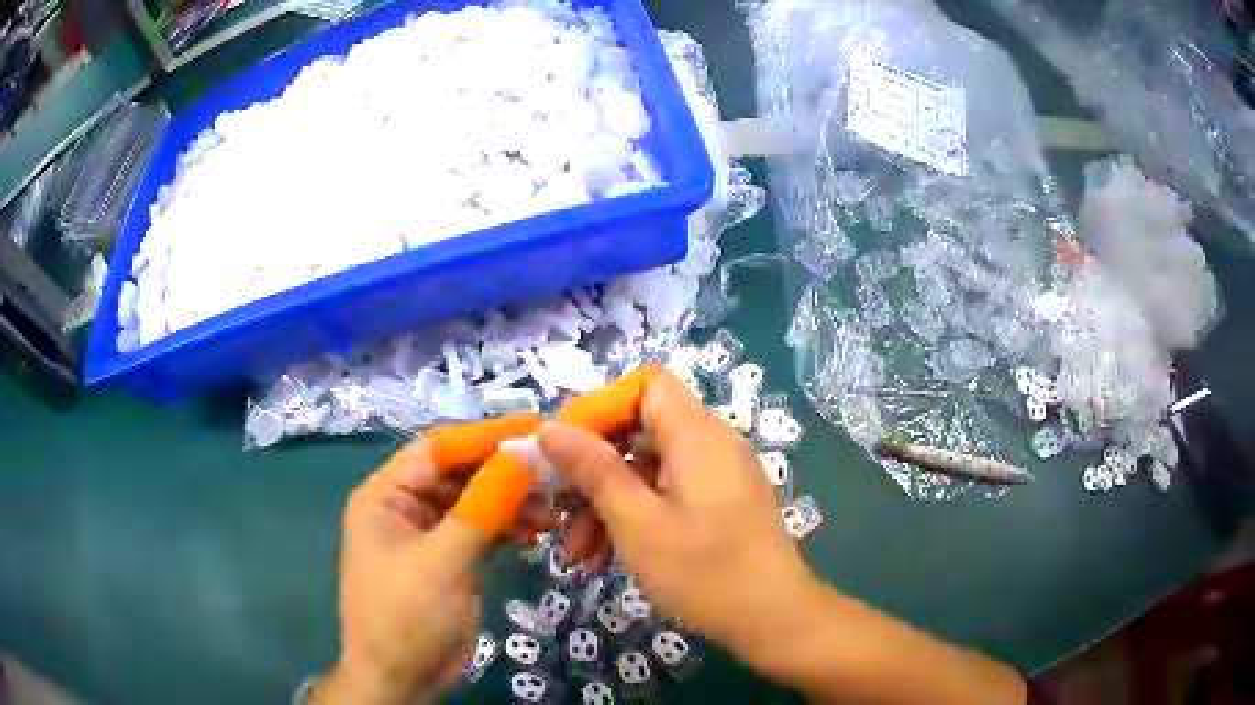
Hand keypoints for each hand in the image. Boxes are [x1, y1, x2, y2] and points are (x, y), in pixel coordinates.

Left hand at [311, 438, 557, 704]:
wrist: (400, 679)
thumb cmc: (407, 616)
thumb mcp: (443, 561)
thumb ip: (482, 506)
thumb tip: (523, 455)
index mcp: (386, 494)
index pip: (438, 448)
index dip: (486, 436)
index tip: (538, 431)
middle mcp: (404, 506)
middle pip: (459, 473)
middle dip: (504, 473)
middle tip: (556, 472)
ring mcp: (427, 533)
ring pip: (474, 501)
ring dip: (512, 502)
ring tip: (554, 511)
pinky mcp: (447, 558)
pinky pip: (479, 530)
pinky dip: (506, 528)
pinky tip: (535, 533)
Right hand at [537, 370, 818, 676]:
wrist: (773, 619)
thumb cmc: (703, 571)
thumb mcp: (637, 523)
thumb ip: (594, 470)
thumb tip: (551, 428)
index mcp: (697, 434)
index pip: (645, 385)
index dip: (601, 407)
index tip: (564, 448)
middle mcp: (711, 443)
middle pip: (641, 430)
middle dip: (593, 469)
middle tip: (558, 507)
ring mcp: (717, 475)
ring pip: (648, 469)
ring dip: (607, 504)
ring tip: (576, 553)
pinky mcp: (719, 503)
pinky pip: (667, 493)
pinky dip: (635, 516)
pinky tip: (604, 558)